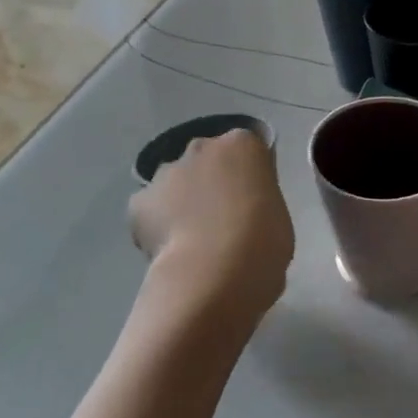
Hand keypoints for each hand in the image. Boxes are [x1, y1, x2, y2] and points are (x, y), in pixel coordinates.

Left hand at [129, 131, 293, 330]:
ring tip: (192, 239)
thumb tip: (244, 213)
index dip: (247, 176)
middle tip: (221, 219)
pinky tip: (169, 249)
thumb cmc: (263, 242)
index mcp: (243, 145)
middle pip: (206, 159)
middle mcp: (202, 148)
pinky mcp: (139, 201)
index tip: (251, 202)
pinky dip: (156, 224)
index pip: (247, 150)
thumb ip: (258, 202)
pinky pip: (150, 209)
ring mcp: (167, 172)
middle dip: (210, 181)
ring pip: (174, 181)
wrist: (214, 272)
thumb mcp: (277, 215)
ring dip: (181, 200)